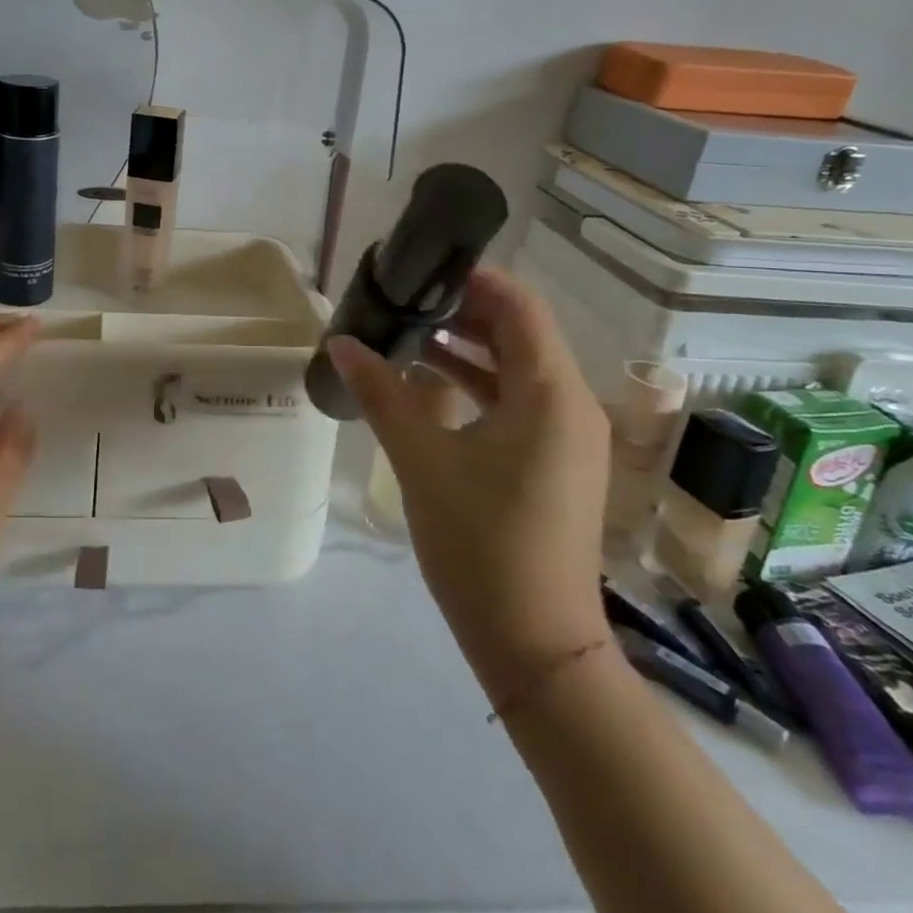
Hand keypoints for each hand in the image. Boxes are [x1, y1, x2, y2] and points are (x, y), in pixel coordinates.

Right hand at [330, 268, 609, 702]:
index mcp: (550, 393)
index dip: (474, 279)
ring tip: (408, 334)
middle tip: (405, 299)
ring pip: (518, 368)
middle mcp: (571, 404)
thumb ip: (381, 392)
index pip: (519, 306)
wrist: (536, 644)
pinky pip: (519, 401)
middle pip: (520, 333)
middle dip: (463, 311)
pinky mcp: (556, 462)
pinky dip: (477, 383)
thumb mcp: (421, 459)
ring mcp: (568, 436)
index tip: (421, 268)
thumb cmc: (481, 543)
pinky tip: (430, 384)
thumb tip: (341, 342)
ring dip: (467, 347)